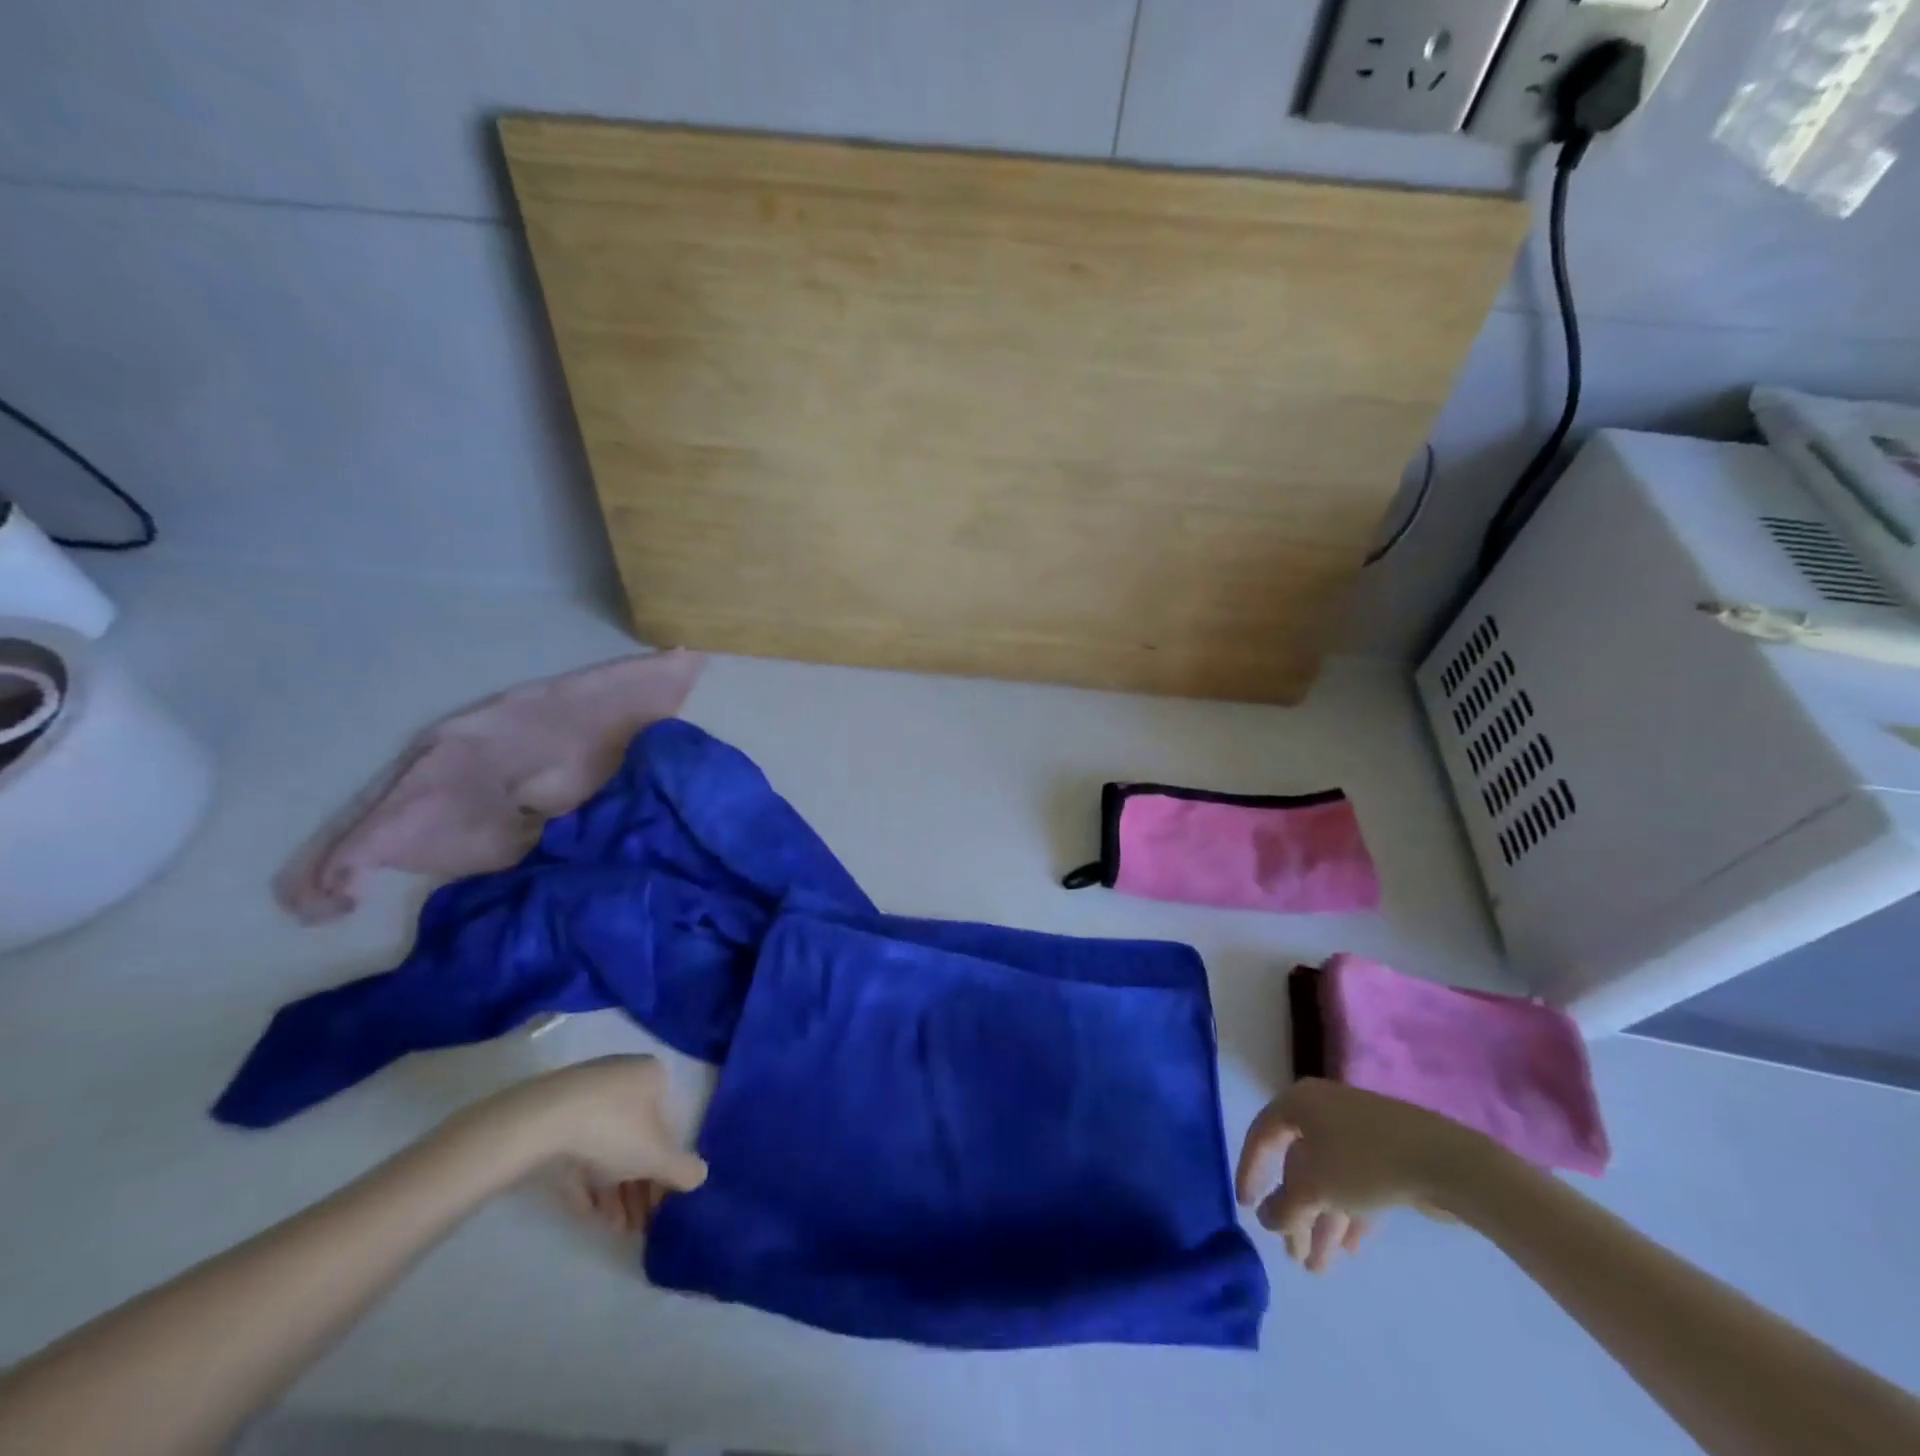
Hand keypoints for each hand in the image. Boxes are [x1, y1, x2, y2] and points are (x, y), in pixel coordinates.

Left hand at [459, 1057, 707, 1231]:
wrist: (539, 1123)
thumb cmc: (612, 1129)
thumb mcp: (657, 1155)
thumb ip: (683, 1169)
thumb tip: (700, 1176)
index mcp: (650, 1077)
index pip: (668, 1123)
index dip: (667, 1166)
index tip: (662, 1201)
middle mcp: (621, 1079)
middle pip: (636, 1138)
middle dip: (639, 1184)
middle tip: (639, 1223)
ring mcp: (583, 1098)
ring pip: (606, 1148)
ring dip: (614, 1191)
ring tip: (616, 1228)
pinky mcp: (551, 1119)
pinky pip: (577, 1153)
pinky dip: (586, 1183)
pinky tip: (589, 1216)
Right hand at [1235, 1077, 1497, 1272]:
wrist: (1445, 1160)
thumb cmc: (1363, 1162)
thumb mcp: (1313, 1188)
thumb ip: (1283, 1207)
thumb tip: (1266, 1219)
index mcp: (1299, 1103)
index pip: (1262, 1136)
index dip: (1249, 1171)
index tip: (1247, 1207)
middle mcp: (1323, 1111)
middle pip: (1298, 1165)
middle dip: (1296, 1213)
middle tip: (1294, 1255)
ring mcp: (1358, 1131)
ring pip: (1329, 1179)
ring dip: (1322, 1223)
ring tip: (1320, 1268)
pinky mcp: (1388, 1153)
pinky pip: (1356, 1184)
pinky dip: (1349, 1214)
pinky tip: (1352, 1249)